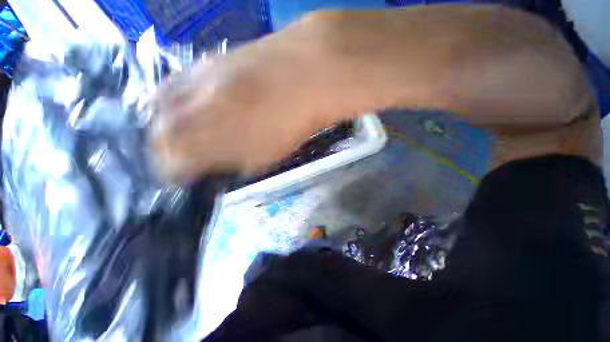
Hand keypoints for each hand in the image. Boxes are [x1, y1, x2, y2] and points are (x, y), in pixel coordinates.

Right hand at [150, 13, 352, 182]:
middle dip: (168, 149)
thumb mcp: (261, 159)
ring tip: (189, 129)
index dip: (177, 173)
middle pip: (157, 135)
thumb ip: (230, 163)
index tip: (187, 175)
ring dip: (171, 122)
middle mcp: (182, 110)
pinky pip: (178, 84)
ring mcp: (189, 80)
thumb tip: (212, 165)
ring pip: (160, 106)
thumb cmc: (289, 126)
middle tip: (186, 153)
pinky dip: (182, 99)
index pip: (169, 165)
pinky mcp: (202, 60)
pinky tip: (199, 103)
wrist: (304, 77)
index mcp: (201, 143)